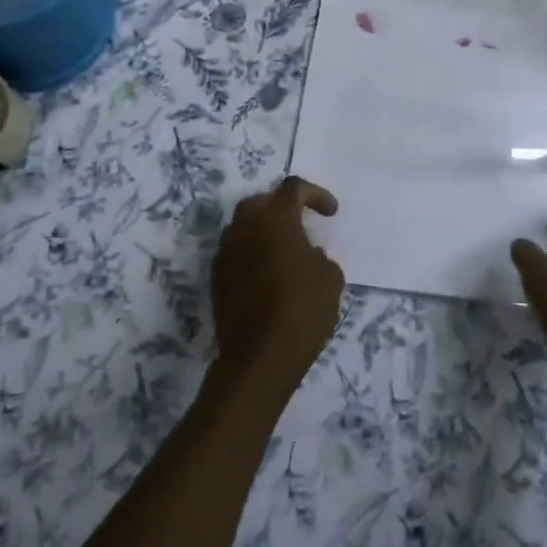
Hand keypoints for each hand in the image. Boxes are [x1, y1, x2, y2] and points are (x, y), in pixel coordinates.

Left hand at [211, 176, 343, 396]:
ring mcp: (226, 254)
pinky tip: (268, 275)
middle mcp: (245, 228)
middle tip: (301, 223)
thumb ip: (320, 257)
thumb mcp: (330, 279)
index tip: (330, 212)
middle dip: (281, 207)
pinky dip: (252, 254)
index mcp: (275, 219)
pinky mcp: (216, 280)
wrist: (259, 357)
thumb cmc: (302, 309)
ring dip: (263, 231)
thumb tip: (307, 254)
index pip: (293, 189)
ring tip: (284, 250)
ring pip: (243, 228)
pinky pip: (235, 253)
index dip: (315, 194)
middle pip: (260, 202)